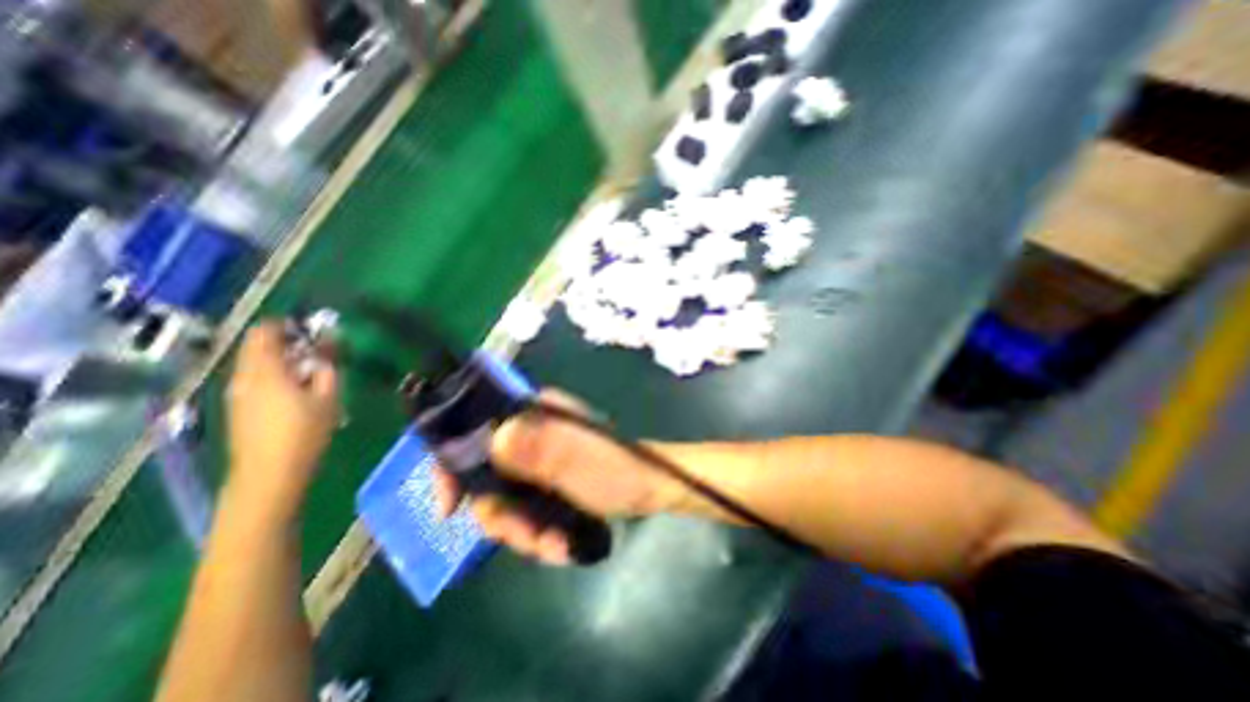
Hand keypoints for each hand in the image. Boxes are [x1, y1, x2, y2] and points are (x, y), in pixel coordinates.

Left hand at [227, 324, 340, 515]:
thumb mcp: (328, 396)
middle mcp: (244, 377)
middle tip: (316, 348)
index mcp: (265, 370)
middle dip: (285, 341)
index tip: (310, 327)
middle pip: (257, 346)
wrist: (269, 473)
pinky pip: (254, 378)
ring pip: (254, 363)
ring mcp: (237, 393)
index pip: (265, 333)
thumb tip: (328, 343)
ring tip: (310, 369)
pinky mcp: (238, 407)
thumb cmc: (305, 432)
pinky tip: (295, 388)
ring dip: (279, 358)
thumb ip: (327, 366)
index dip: (285, 324)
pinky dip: (273, 373)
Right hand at [432, 391, 683, 568]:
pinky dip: (536, 534)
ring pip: (504, 502)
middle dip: (501, 516)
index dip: (452, 466)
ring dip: (523, 532)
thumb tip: (494, 440)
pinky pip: (524, 513)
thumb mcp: (579, 458)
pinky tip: (560, 546)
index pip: (472, 428)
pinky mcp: (547, 485)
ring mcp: (538, 461)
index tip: (449, 509)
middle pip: (484, 477)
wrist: (650, 489)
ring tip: (554, 546)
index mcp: (533, 414)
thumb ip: (542, 448)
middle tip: (527, 537)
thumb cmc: (618, 467)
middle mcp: (529, 434)